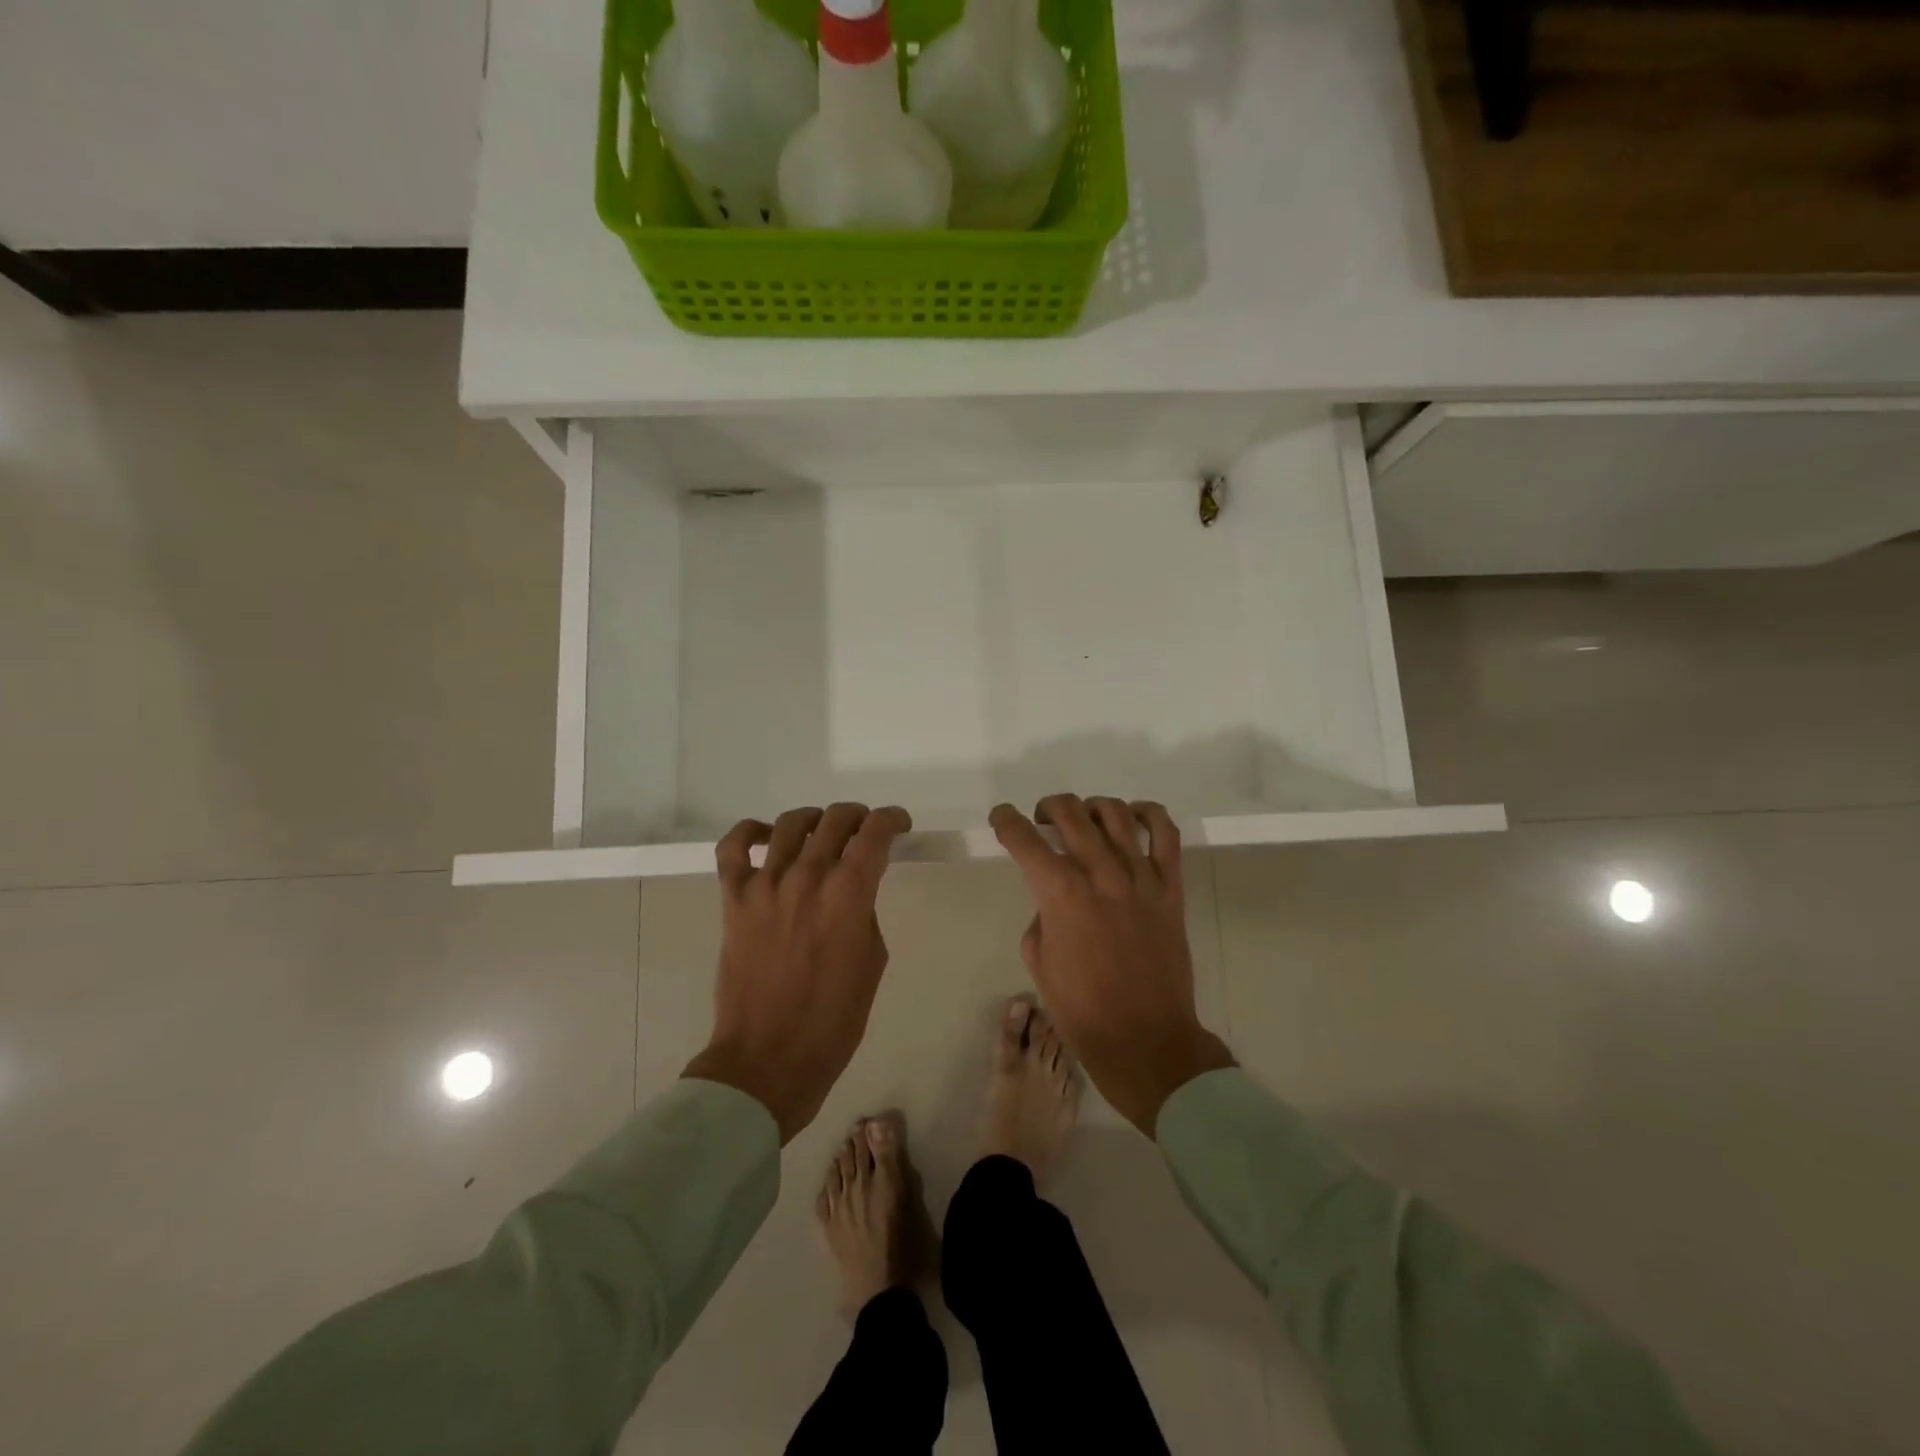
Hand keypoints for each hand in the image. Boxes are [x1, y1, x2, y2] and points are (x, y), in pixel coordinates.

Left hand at [682, 804, 911, 1143]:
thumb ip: (864, 913)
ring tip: (822, 832)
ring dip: (815, 820)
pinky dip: (750, 831)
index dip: (892, 820)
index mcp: (848, 894)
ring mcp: (765, 885)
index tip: (899, 824)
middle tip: (865, 831)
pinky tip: (767, 836)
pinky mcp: (734, 899)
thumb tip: (852, 890)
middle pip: (836, 820)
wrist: (768, 1059)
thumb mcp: (872, 962)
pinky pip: (733, 847)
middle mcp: (807, 877)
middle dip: (859, 817)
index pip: (875, 834)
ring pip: (791, 823)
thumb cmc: (833, 1020)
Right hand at [991, 795, 1235, 1135]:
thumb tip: (1055, 898)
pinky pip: (1167, 835)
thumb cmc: (1082, 1010)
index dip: (1006, 821)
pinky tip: (1133, 817)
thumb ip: (1042, 916)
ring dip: (1091, 807)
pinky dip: (1149, 814)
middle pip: (1071, 814)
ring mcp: (1140, 878)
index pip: (1025, 840)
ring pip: (1116, 814)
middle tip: (1041, 819)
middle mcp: (1100, 874)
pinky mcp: (1170, 888)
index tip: (1001, 817)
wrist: (1145, 1039)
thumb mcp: (1040, 962)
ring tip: (1084, 818)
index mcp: (1061, 894)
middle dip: (1047, 807)